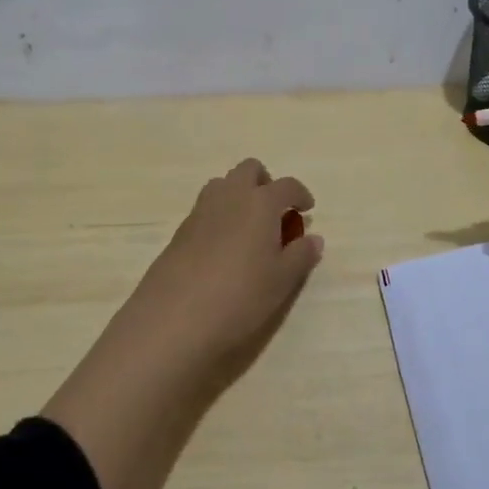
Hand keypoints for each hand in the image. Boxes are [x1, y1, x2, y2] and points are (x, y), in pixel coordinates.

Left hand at [121, 157, 322, 383]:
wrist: (174, 318)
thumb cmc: (240, 295)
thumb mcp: (282, 280)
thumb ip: (301, 255)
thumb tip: (313, 238)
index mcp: (260, 203)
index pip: (287, 185)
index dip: (300, 194)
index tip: (307, 209)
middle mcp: (230, 196)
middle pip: (249, 169)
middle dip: (265, 183)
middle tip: (275, 212)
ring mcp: (201, 211)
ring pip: (223, 184)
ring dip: (239, 195)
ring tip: (248, 229)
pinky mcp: (180, 231)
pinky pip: (206, 209)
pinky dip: (220, 216)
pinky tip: (223, 249)